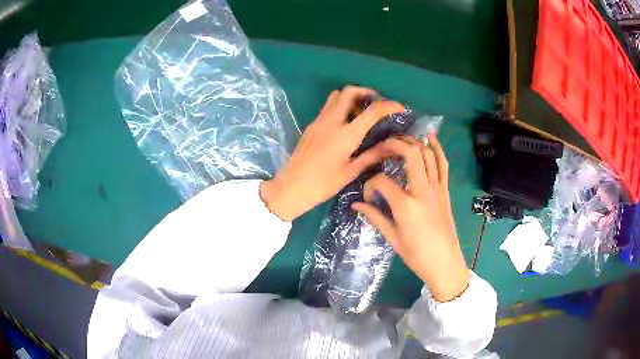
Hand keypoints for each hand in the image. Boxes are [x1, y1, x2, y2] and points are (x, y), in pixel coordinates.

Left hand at [260, 86, 403, 221]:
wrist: (291, 187)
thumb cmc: (322, 184)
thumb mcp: (350, 172)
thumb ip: (371, 156)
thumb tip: (391, 146)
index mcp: (345, 134)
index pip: (371, 111)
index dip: (388, 105)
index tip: (400, 107)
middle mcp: (331, 121)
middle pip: (348, 92)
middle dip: (366, 92)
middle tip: (377, 102)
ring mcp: (318, 121)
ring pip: (335, 96)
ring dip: (351, 97)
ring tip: (362, 111)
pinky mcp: (311, 126)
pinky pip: (327, 107)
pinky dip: (340, 106)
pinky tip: (346, 122)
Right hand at [352, 134, 469, 301]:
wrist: (444, 263)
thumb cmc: (416, 255)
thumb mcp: (392, 238)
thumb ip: (375, 217)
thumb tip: (356, 204)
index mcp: (405, 206)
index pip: (382, 182)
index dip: (370, 185)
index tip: (368, 197)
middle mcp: (422, 191)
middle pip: (410, 155)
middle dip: (394, 144)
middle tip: (382, 146)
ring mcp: (437, 189)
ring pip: (427, 155)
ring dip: (414, 142)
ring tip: (401, 139)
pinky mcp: (445, 191)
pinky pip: (443, 165)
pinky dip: (438, 149)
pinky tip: (431, 137)